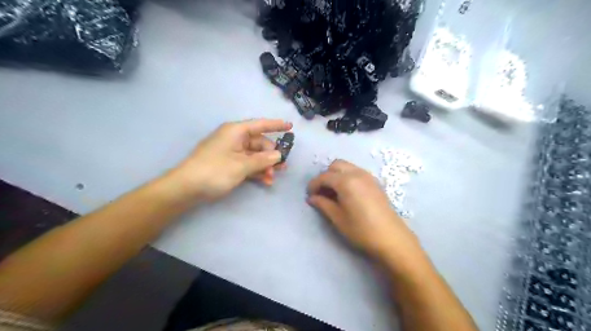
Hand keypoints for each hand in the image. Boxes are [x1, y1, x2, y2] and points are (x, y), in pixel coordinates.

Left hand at [169, 119, 291, 201]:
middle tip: (281, 168)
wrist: (186, 188)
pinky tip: (265, 181)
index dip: (276, 125)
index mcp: (236, 131)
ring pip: (254, 155)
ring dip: (265, 166)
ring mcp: (231, 152)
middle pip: (259, 143)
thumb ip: (263, 160)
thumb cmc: (215, 170)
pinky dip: (256, 171)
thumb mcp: (242, 165)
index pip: (260, 125)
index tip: (291, 126)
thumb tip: (278, 155)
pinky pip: (247, 164)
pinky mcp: (228, 164)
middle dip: (271, 155)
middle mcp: (234, 139)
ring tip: (273, 178)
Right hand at [308, 159, 417, 258]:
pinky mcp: (375, 182)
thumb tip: (312, 198)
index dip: (314, 185)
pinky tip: (347, 193)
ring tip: (333, 193)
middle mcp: (357, 173)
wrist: (391, 237)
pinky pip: (356, 172)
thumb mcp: (338, 218)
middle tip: (321, 192)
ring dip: (337, 175)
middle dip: (326, 176)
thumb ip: (323, 204)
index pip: (324, 177)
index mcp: (346, 181)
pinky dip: (347, 176)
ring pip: (347, 167)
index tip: (309, 195)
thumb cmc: (361, 229)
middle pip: (336, 165)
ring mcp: (368, 176)